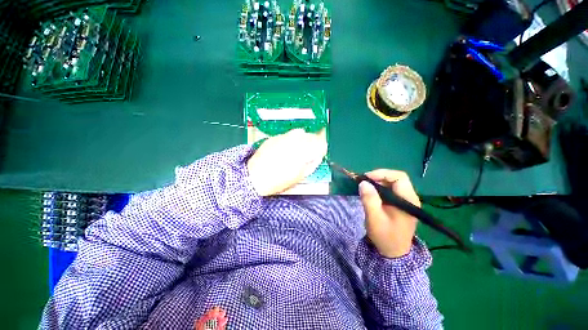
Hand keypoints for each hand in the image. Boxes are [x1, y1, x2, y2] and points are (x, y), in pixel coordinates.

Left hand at [247, 128, 326, 195]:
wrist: (255, 177)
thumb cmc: (279, 180)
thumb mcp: (300, 176)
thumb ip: (312, 164)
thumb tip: (316, 157)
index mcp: (303, 150)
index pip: (320, 144)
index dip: (322, 149)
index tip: (320, 155)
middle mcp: (295, 140)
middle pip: (312, 136)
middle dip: (314, 144)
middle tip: (311, 153)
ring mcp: (284, 137)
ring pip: (301, 133)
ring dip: (303, 140)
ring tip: (299, 150)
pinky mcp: (274, 137)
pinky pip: (288, 135)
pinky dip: (292, 140)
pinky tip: (286, 149)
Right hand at [359, 169, 419, 257]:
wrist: (393, 253)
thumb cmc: (385, 236)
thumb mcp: (374, 218)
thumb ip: (369, 199)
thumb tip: (363, 183)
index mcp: (408, 200)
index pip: (399, 177)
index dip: (382, 173)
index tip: (366, 178)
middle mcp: (409, 198)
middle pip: (395, 179)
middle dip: (378, 177)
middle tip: (363, 182)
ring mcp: (405, 202)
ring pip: (392, 184)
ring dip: (377, 183)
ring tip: (365, 187)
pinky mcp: (399, 205)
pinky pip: (390, 191)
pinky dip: (379, 189)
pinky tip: (371, 194)